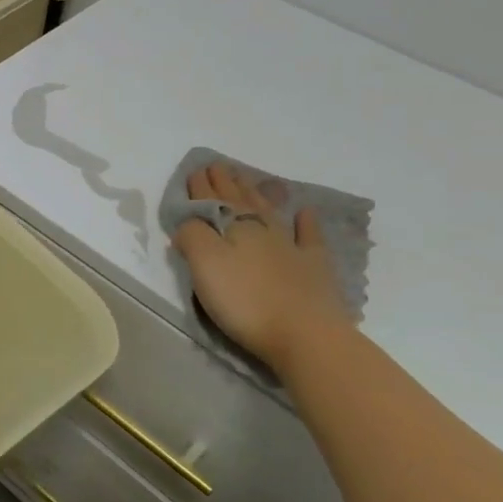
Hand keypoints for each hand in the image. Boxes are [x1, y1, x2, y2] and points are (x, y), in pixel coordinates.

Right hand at [171, 162, 352, 373]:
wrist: (304, 334)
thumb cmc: (245, 300)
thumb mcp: (204, 265)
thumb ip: (192, 237)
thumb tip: (188, 221)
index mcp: (233, 227)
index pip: (212, 201)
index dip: (202, 186)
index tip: (195, 169)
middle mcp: (262, 229)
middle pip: (240, 201)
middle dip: (226, 184)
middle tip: (218, 166)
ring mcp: (291, 247)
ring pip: (270, 211)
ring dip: (257, 194)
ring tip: (248, 180)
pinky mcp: (313, 268)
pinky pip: (309, 237)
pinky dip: (306, 222)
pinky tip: (306, 212)